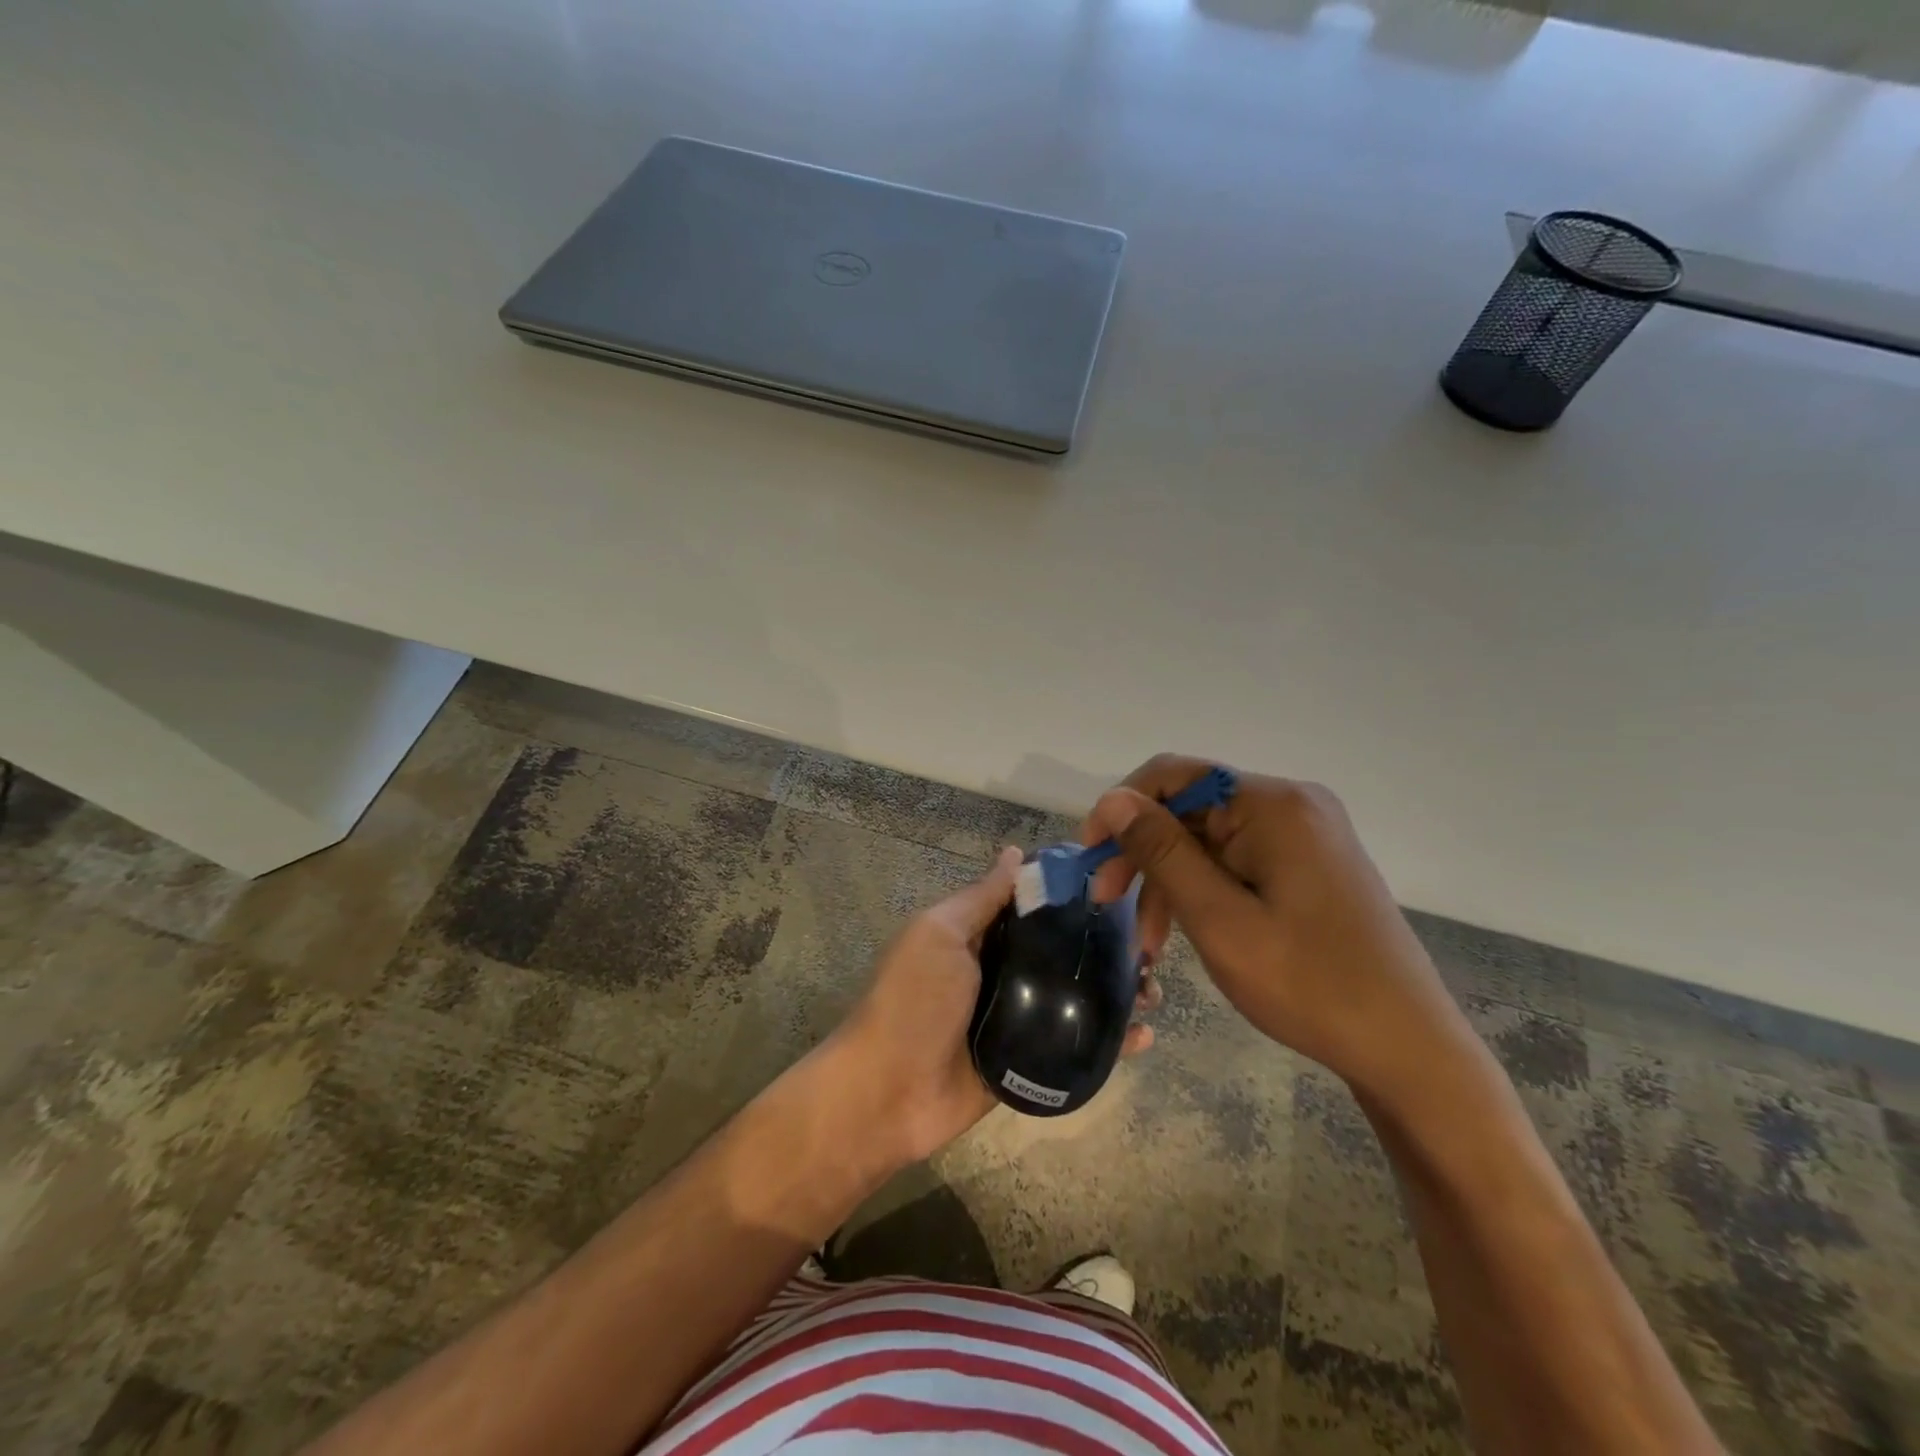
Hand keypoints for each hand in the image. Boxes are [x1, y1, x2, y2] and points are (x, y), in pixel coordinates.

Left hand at [835, 846, 1160, 1162]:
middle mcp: (1002, 972)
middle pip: (1062, 953)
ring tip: (1153, 992)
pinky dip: (1110, 1043)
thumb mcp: (941, 934)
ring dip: (1116, 994)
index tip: (1122, 889)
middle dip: (1105, 949)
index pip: (1035, 907)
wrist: (888, 1094)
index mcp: (979, 936)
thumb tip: (1016, 852)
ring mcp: (1018, 1019)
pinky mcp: (1029, 1062)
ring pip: (1076, 999)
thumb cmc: (914, 1000)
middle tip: (1149, 949)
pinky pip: (1074, 1046)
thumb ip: (981, 898)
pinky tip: (1144, 1038)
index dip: (1074, 898)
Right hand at [1081, 756, 1470, 1111]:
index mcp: (1272, 804)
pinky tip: (1183, 933)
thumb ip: (1162, 852)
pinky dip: (1204, 891)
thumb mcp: (1219, 918)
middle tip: (1107, 902)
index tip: (1090, 856)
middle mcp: (1290, 805)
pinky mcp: (1309, 865)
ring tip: (1146, 941)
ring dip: (1170, 881)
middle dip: (1143, 853)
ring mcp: (1304, 835)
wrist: (1407, 1048)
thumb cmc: (1308, 983)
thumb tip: (1112, 798)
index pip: (1175, 775)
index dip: (1122, 807)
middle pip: (1191, 810)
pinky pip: (1237, 861)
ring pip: (1209, 840)